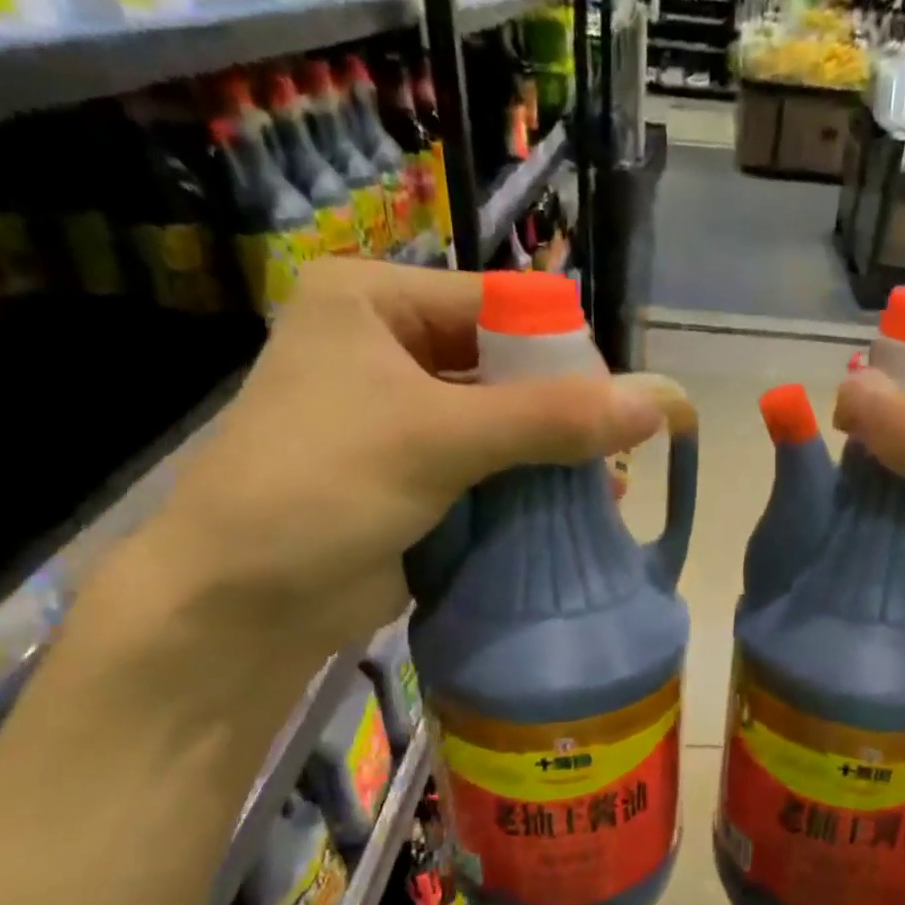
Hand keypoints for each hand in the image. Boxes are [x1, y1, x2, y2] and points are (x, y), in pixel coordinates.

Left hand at [110, 260, 662, 673]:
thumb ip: (551, 419)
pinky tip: (575, 509)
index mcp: (376, 302)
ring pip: (505, 422)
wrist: (244, 602)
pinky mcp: (418, 475)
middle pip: (508, 366)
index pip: (502, 305)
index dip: (566, 352)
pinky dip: (532, 487)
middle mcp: (392, 348)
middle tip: (617, 454)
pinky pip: (492, 467)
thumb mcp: (439, 438)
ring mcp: (405, 416)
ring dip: (554, 454)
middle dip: (564, 412)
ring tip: (606, 488)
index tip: (618, 407)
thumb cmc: (324, 488)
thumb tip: (660, 402)